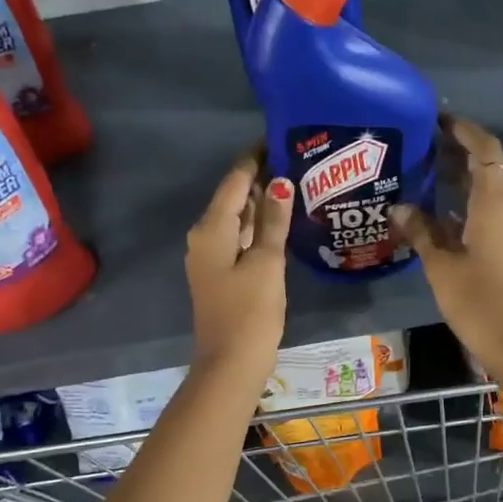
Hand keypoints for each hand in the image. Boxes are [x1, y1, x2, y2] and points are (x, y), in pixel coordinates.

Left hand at [186, 154, 291, 387]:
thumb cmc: (250, 312)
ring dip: (262, 203)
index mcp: (212, 228)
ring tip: (295, 183)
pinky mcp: (220, 274)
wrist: (230, 364)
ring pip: (237, 219)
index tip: (280, 137)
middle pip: (234, 197)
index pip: (235, 180)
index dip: (256, 157)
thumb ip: (273, 221)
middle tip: (297, 159)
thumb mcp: (267, 264)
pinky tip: (281, 222)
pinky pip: (239, 239)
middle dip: (262, 178)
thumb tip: (280, 181)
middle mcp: (205, 236)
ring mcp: (211, 257)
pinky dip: (258, 227)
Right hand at [389, 116, 502, 393]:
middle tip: (428, 146)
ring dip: (470, 176)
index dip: (464, 131)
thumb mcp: (440, 265)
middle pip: (493, 165)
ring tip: (433, 172)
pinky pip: (497, 208)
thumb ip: (420, 231)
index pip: (485, 149)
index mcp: (496, 201)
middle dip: (463, 151)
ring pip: (496, 187)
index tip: (438, 121)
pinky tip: (446, 211)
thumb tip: (399, 207)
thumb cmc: (477, 300)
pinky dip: (475, 200)